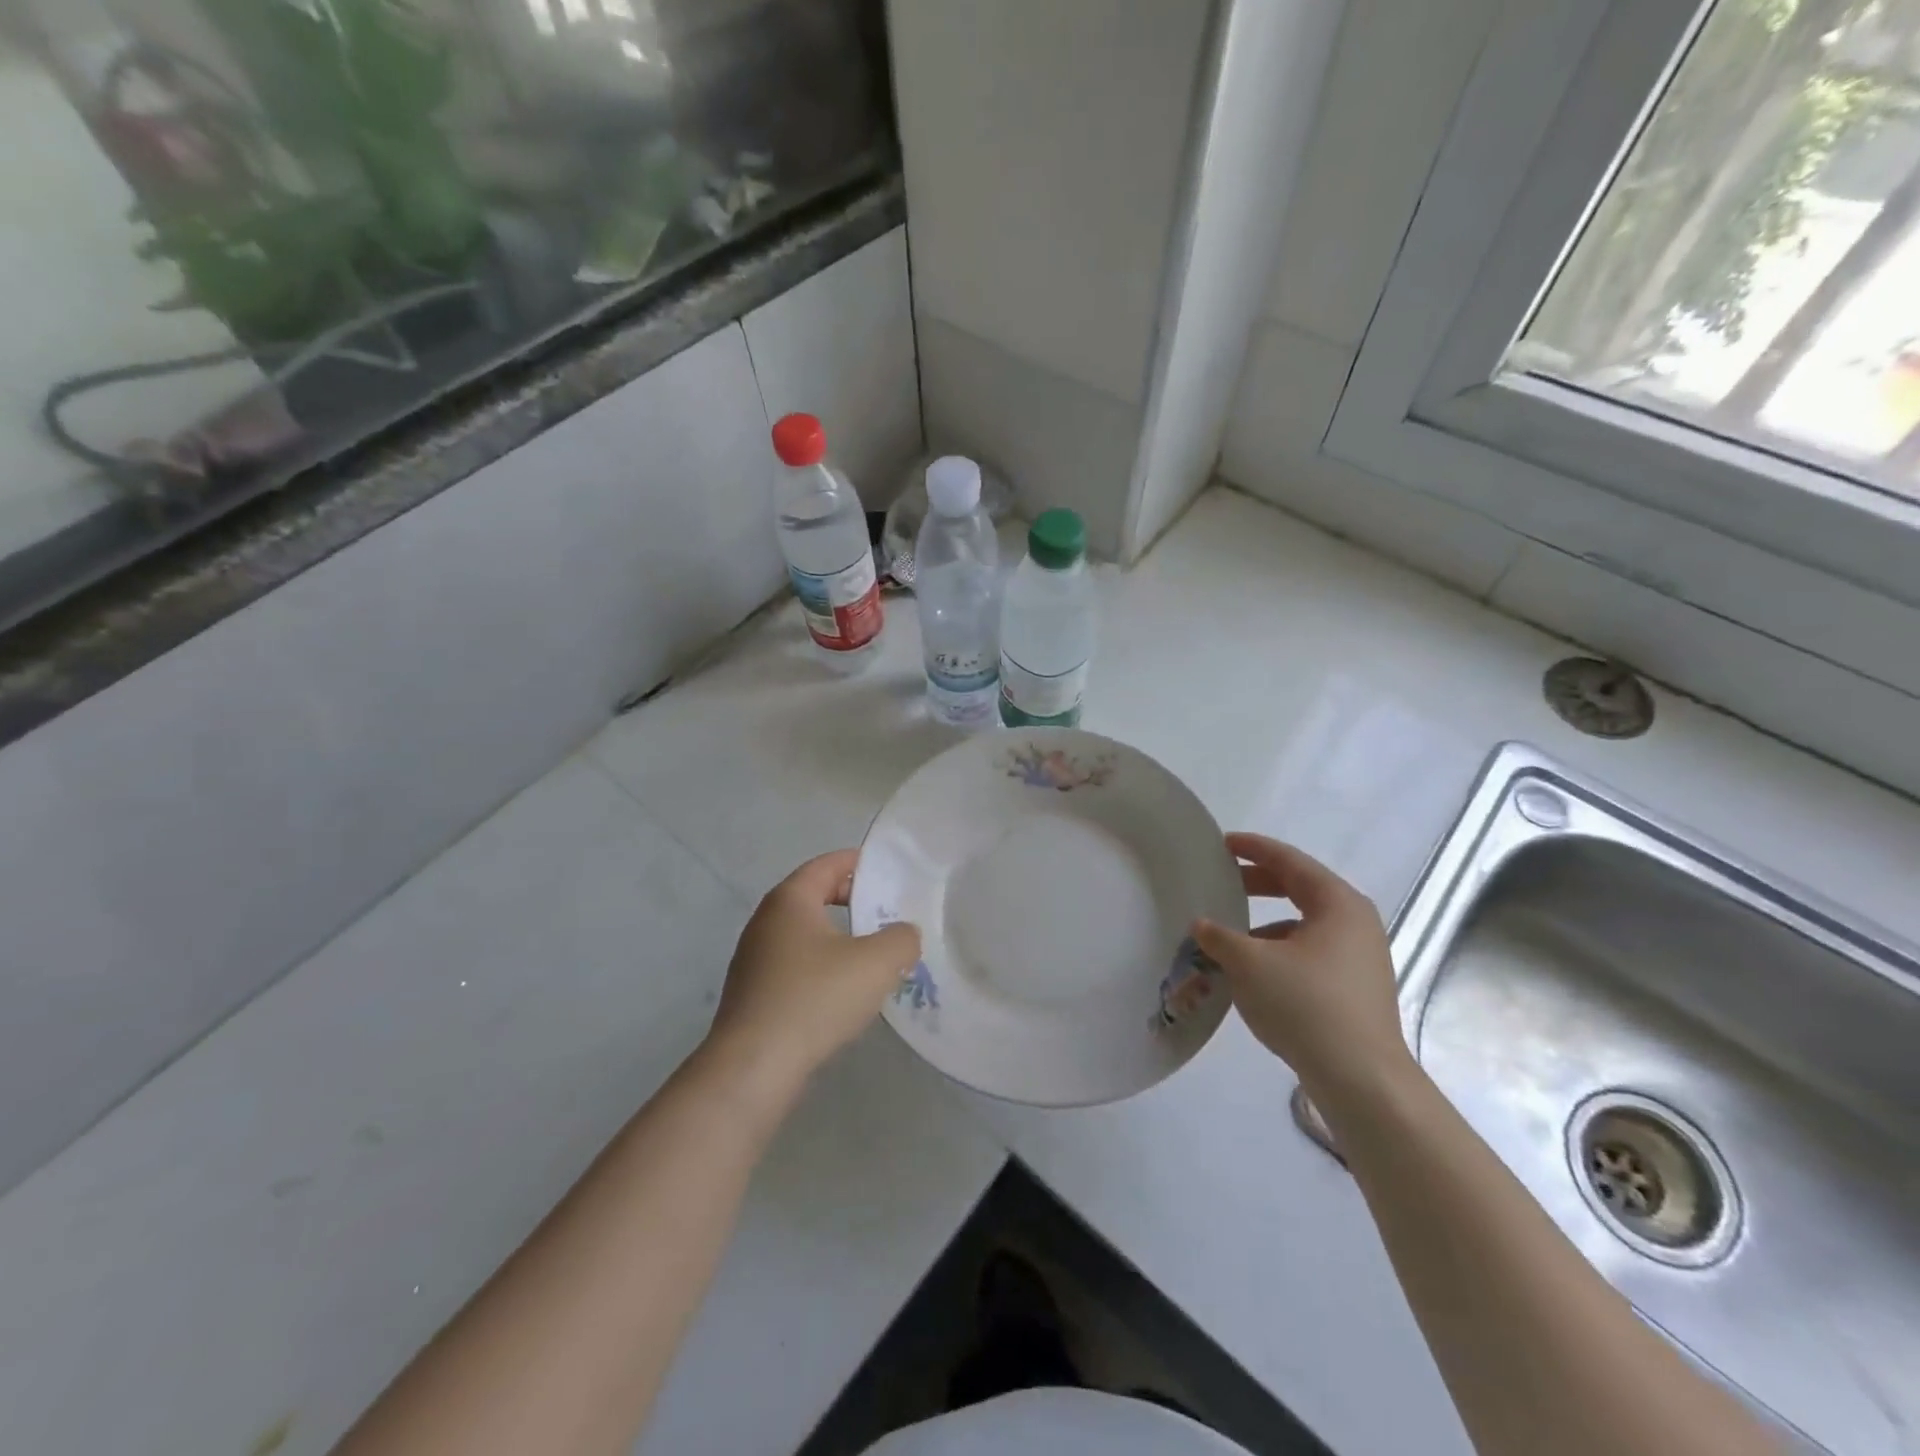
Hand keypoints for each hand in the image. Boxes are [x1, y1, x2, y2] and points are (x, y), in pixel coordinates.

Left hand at [703, 849, 921, 1106]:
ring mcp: (754, 959)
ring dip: (838, 938)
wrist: (753, 1067)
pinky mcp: (753, 994)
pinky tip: (843, 992)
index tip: (887, 870)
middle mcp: (765, 921)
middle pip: (813, 896)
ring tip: (872, 955)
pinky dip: (821, 967)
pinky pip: (795, 966)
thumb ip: (901, 939)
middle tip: (886, 911)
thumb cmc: (815, 998)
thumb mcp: (876, 963)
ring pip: (805, 934)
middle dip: (851, 900)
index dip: (858, 863)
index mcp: (790, 900)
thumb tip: (904, 934)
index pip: (826, 865)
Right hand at [1191, 833, 1413, 1103]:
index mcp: (1337, 903)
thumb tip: (1201, 926)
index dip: (1253, 849)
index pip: (1290, 862)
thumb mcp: (1249, 964)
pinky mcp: (1355, 989)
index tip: (1222, 843)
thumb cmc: (1306, 1005)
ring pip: (1303, 925)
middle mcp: (1355, 923)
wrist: (1362, 1079)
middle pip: (1300, 890)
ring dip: (1264, 924)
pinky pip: (1309, 953)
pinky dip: (1278, 951)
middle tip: (1221, 882)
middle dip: (1257, 885)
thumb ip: (1219, 937)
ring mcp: (1360, 958)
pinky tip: (1252, 973)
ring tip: (1229, 936)